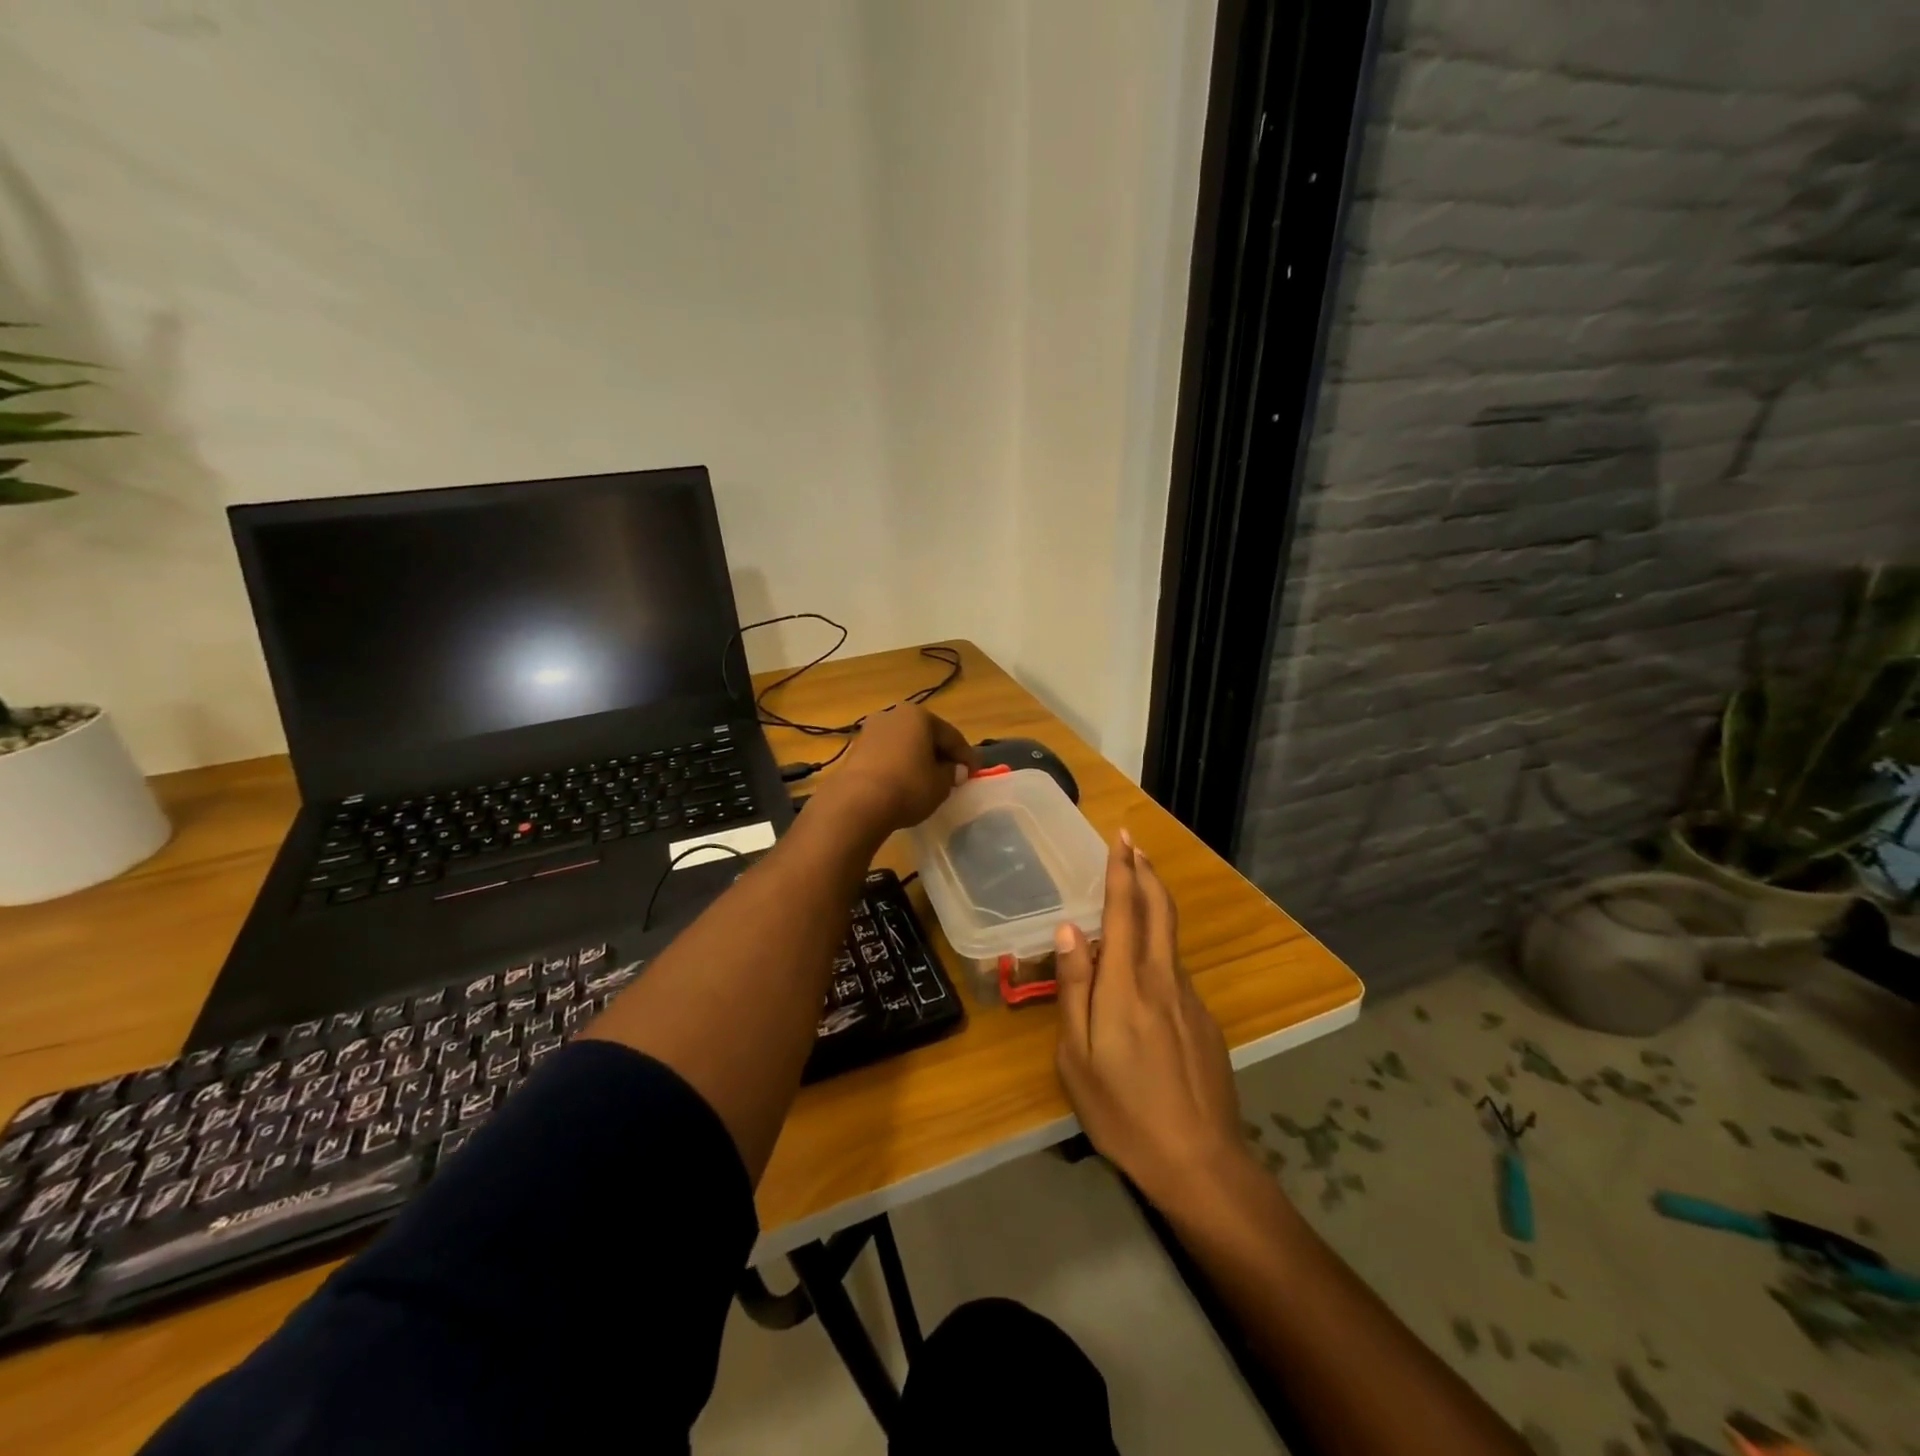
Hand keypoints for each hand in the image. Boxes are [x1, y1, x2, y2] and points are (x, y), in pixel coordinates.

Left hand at [818, 704, 976, 838]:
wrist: (857, 802)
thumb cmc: (908, 786)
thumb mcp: (940, 784)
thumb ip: (952, 773)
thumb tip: (955, 770)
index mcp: (919, 716)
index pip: (951, 736)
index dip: (966, 756)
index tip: (976, 772)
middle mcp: (893, 715)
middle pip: (925, 736)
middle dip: (939, 754)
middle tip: (953, 774)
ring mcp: (870, 731)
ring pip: (904, 744)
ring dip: (917, 759)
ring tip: (928, 780)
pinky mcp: (855, 750)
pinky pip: (887, 755)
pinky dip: (899, 766)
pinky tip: (904, 783)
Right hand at [1054, 832, 1246, 1212]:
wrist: (1201, 1163)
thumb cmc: (1123, 1111)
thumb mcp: (1077, 1055)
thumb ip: (1074, 987)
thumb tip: (1069, 930)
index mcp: (1126, 984)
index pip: (1125, 910)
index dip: (1122, 870)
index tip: (1121, 838)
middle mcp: (1162, 979)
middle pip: (1159, 911)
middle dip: (1146, 873)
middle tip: (1135, 846)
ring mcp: (1190, 1000)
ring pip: (1167, 941)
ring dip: (1153, 908)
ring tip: (1132, 897)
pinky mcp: (1205, 1022)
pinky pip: (1174, 975)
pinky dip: (1157, 955)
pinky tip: (1142, 982)